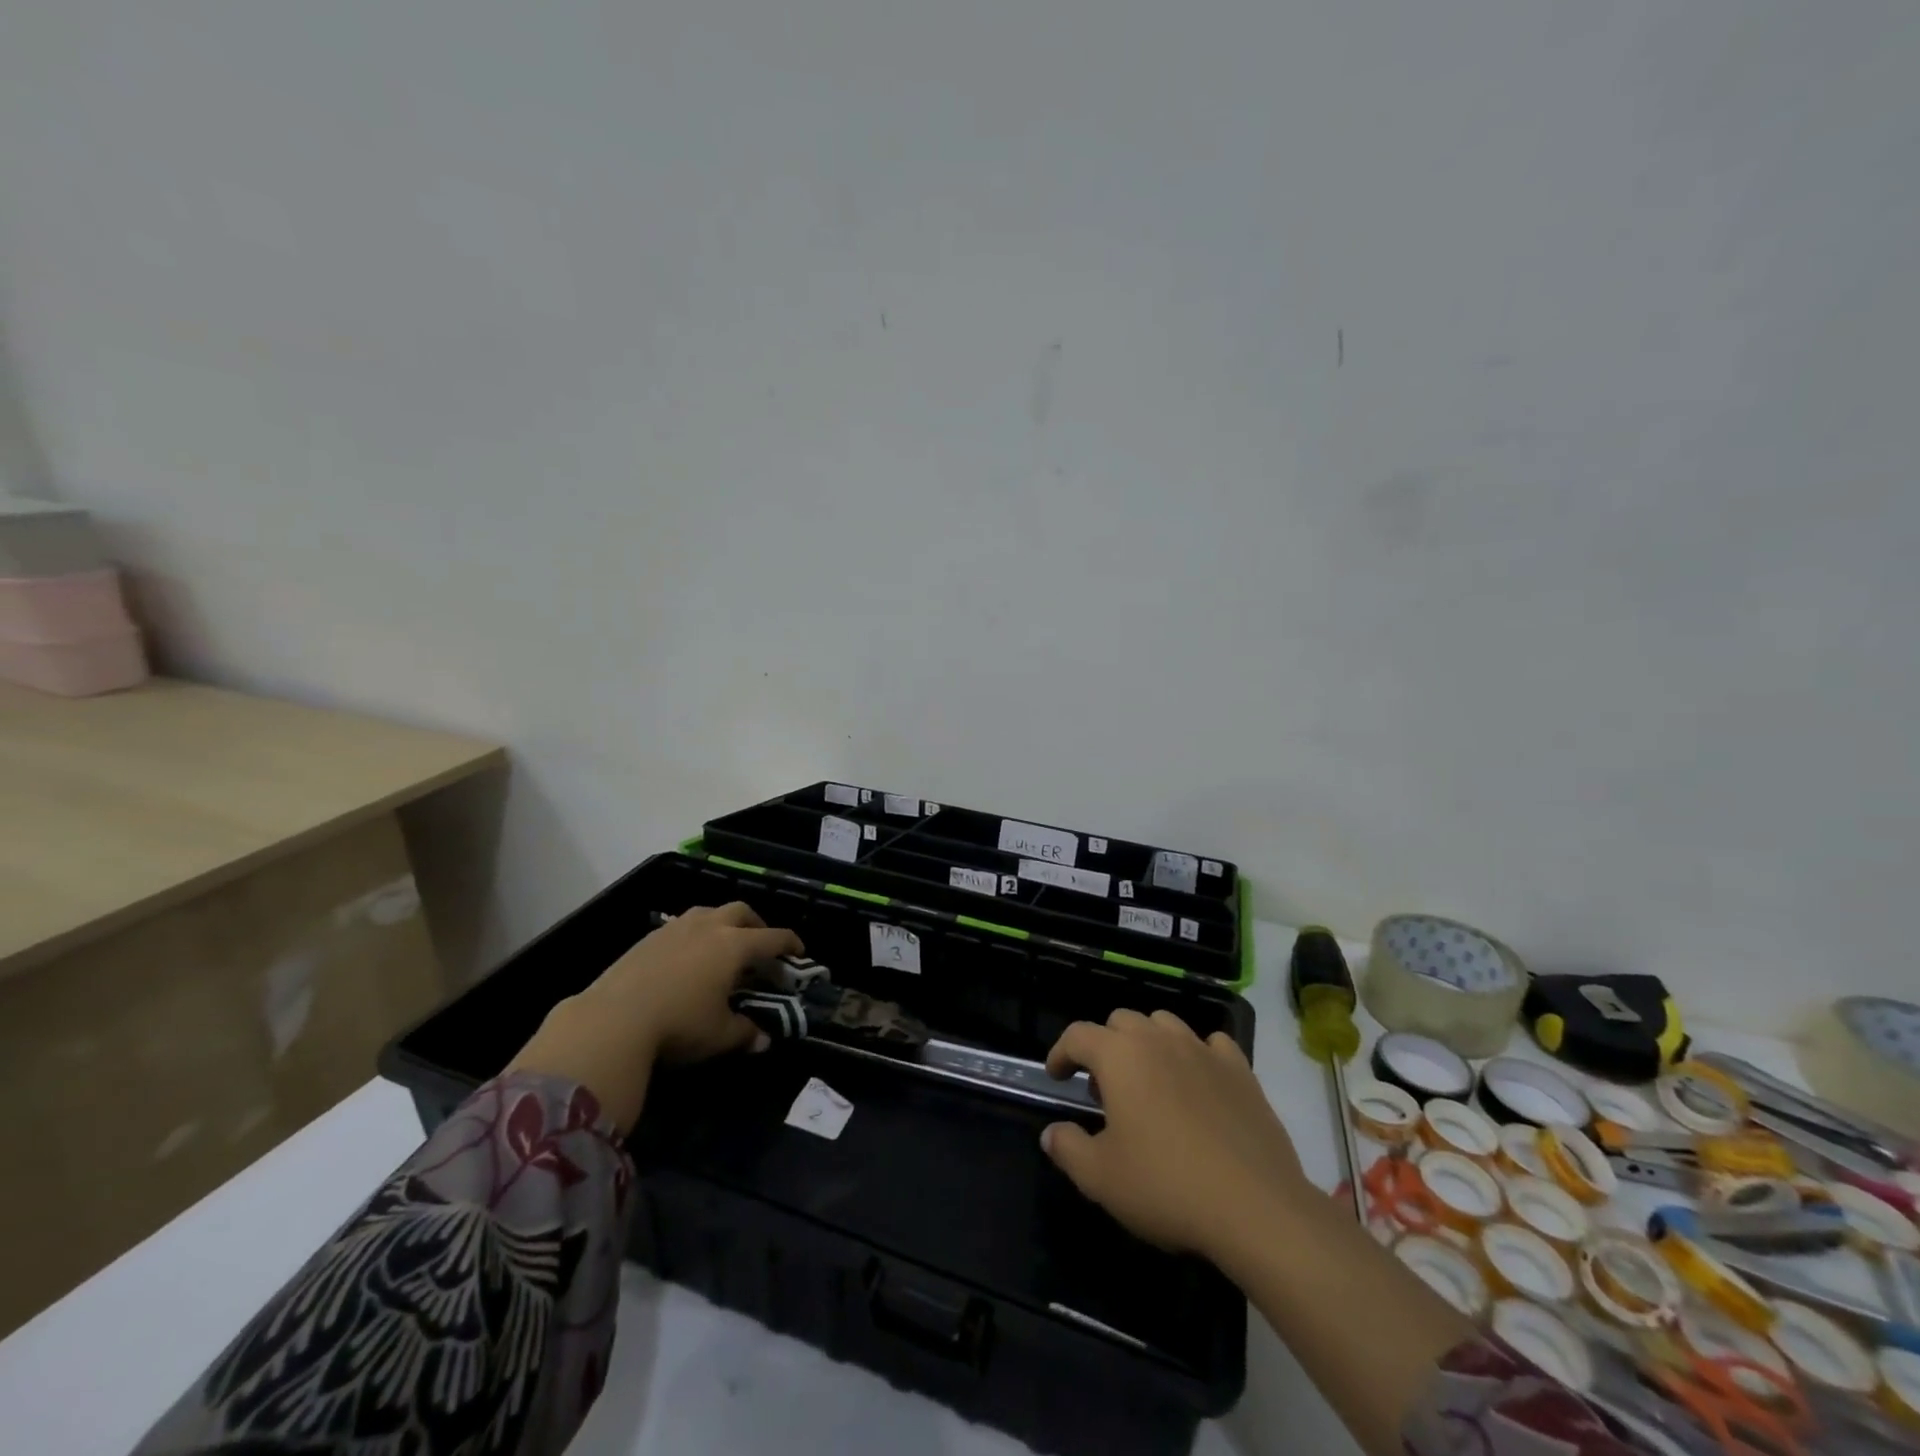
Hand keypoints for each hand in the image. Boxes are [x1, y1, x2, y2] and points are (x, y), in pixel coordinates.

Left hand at [589, 903, 803, 1062]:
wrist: (613, 1019)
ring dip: (723, 923)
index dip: (791, 943)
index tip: (800, 951)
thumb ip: (745, 1033)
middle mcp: (709, 927)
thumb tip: (764, 1040)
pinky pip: (682, 924)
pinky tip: (687, 956)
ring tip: (723, 944)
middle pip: (742, 911)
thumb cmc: (678, 1024)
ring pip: (709, 912)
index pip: (773, 938)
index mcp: (734, 946)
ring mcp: (676, 928)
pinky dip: (695, 933)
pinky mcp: (649, 937)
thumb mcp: (719, 1035)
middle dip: (757, 924)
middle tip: (760, 944)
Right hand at [1040, 1009, 1307, 1259]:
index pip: (1078, 1035)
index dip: (1060, 1052)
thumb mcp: (1100, 1177)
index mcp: (1120, 1056)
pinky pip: (1212, 1044)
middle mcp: (1159, 1040)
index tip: (1057, 1077)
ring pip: (1164, 1024)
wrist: (1256, 1207)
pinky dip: (1197, 1055)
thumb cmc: (1166, 1186)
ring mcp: (1203, 1050)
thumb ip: (1067, 1148)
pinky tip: (1199, 1085)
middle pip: (1121, 1021)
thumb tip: (1051, 1132)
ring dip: (1148, 1043)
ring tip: (1150, 1083)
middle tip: (1104, 1089)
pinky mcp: (1241, 1070)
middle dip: (1105, 1046)